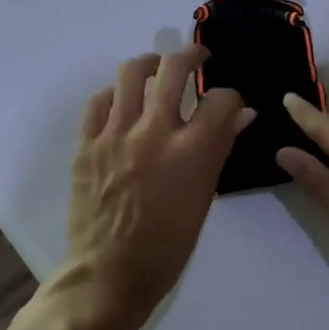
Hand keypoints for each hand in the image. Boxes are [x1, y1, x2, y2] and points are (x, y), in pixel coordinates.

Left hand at [62, 46, 253, 329]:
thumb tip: (242, 115)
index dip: (230, 96)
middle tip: (198, 59)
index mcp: (191, 149)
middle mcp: (153, 131)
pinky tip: (124, 101)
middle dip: (192, 55)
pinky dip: (116, 93)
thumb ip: (221, 147)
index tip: (228, 103)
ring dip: (150, 63)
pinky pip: (99, 100)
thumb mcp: (205, 196)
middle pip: (174, 68)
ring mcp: (115, 134)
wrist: (110, 273)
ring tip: (158, 68)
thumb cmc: (168, 244)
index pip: (221, 98)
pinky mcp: (86, 144)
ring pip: (131, 72)